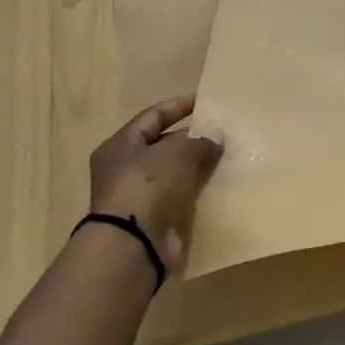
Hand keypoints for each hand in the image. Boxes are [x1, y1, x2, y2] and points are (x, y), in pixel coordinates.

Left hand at [85, 96, 223, 278]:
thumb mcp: (177, 152)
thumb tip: (215, 140)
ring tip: (224, 157)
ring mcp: (137, 196)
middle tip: (221, 133)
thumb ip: (199, 141)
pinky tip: (217, 185)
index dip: (178, 106)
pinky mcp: (152, 219)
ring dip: (195, 166)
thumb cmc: (147, 185)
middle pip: (162, 145)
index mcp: (120, 145)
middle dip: (191, 139)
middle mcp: (123, 169)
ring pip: (172, 173)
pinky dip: (195, 190)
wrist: (134, 243)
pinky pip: (178, 196)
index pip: (152, 116)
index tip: (204, 101)